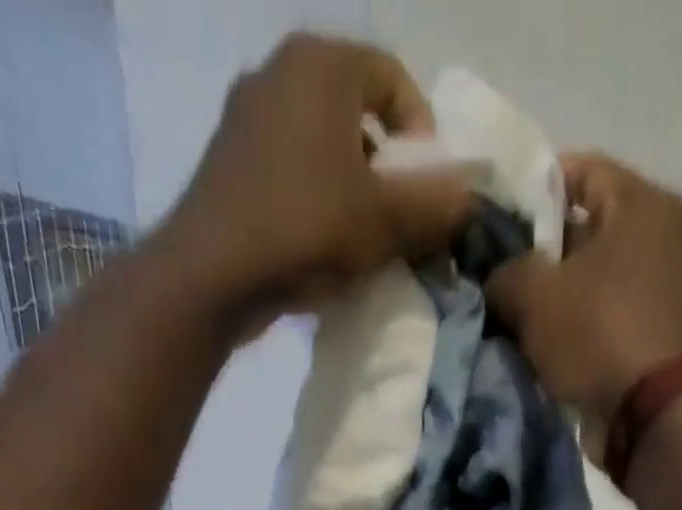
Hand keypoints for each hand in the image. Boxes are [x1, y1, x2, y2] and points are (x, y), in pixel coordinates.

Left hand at [157, 33, 473, 332]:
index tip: (428, 190)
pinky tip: (320, 246)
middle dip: (387, 168)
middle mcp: (279, 72)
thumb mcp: (385, 221)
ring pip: (322, 145)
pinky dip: (315, 201)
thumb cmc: (305, 230)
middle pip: (357, 114)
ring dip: (352, 190)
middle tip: (399, 222)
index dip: (423, 136)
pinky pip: (290, 171)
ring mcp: (246, 117)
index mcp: (321, 64)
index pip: (393, 79)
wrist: (212, 275)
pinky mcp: (229, 163)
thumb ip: (434, 205)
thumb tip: (469, 198)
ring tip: (362, 242)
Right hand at [487, 155, 681, 434]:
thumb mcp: (533, 294)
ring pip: (602, 278)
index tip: (498, 226)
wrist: (650, 415)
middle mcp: (668, 236)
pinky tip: (555, 347)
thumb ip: (504, 271)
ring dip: (564, 296)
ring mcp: (673, 290)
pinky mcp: (666, 336)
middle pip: (592, 228)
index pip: (579, 170)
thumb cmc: (596, 335)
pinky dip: (586, 327)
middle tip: (505, 278)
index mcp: (644, 202)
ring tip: (524, 319)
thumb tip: (498, 277)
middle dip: (546, 253)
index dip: (531, 194)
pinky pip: (614, 317)